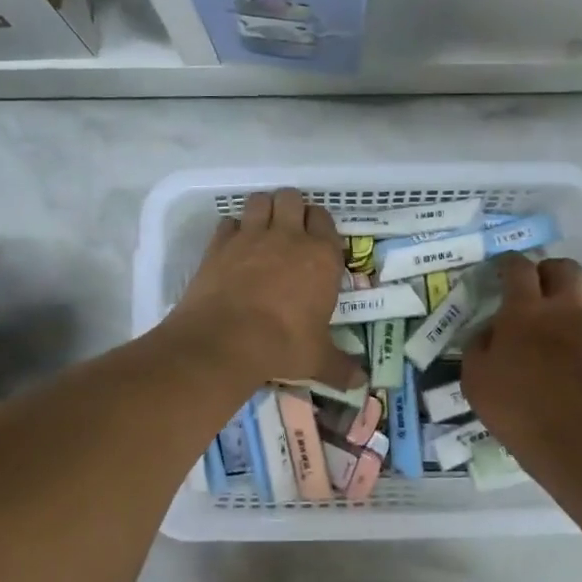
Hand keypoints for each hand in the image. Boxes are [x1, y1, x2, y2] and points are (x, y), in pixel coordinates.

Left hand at [169, 188, 363, 390]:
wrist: (225, 341)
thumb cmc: (282, 345)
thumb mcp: (317, 359)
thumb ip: (340, 366)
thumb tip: (361, 383)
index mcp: (321, 256)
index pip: (325, 218)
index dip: (319, 225)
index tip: (315, 240)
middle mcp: (288, 237)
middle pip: (292, 198)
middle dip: (290, 209)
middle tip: (288, 231)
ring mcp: (251, 236)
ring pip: (259, 200)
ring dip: (262, 210)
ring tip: (261, 230)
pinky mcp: (220, 244)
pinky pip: (228, 222)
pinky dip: (232, 230)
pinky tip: (233, 247)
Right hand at [463, 255, 581, 472]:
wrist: (577, 446)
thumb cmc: (517, 411)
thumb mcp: (475, 378)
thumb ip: (479, 343)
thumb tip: (492, 329)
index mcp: (525, 311)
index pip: (519, 268)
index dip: (507, 262)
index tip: (500, 269)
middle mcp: (563, 309)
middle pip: (564, 268)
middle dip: (546, 269)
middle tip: (532, 286)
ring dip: (568, 291)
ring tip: (552, 311)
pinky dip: (579, 320)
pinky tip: (565, 345)